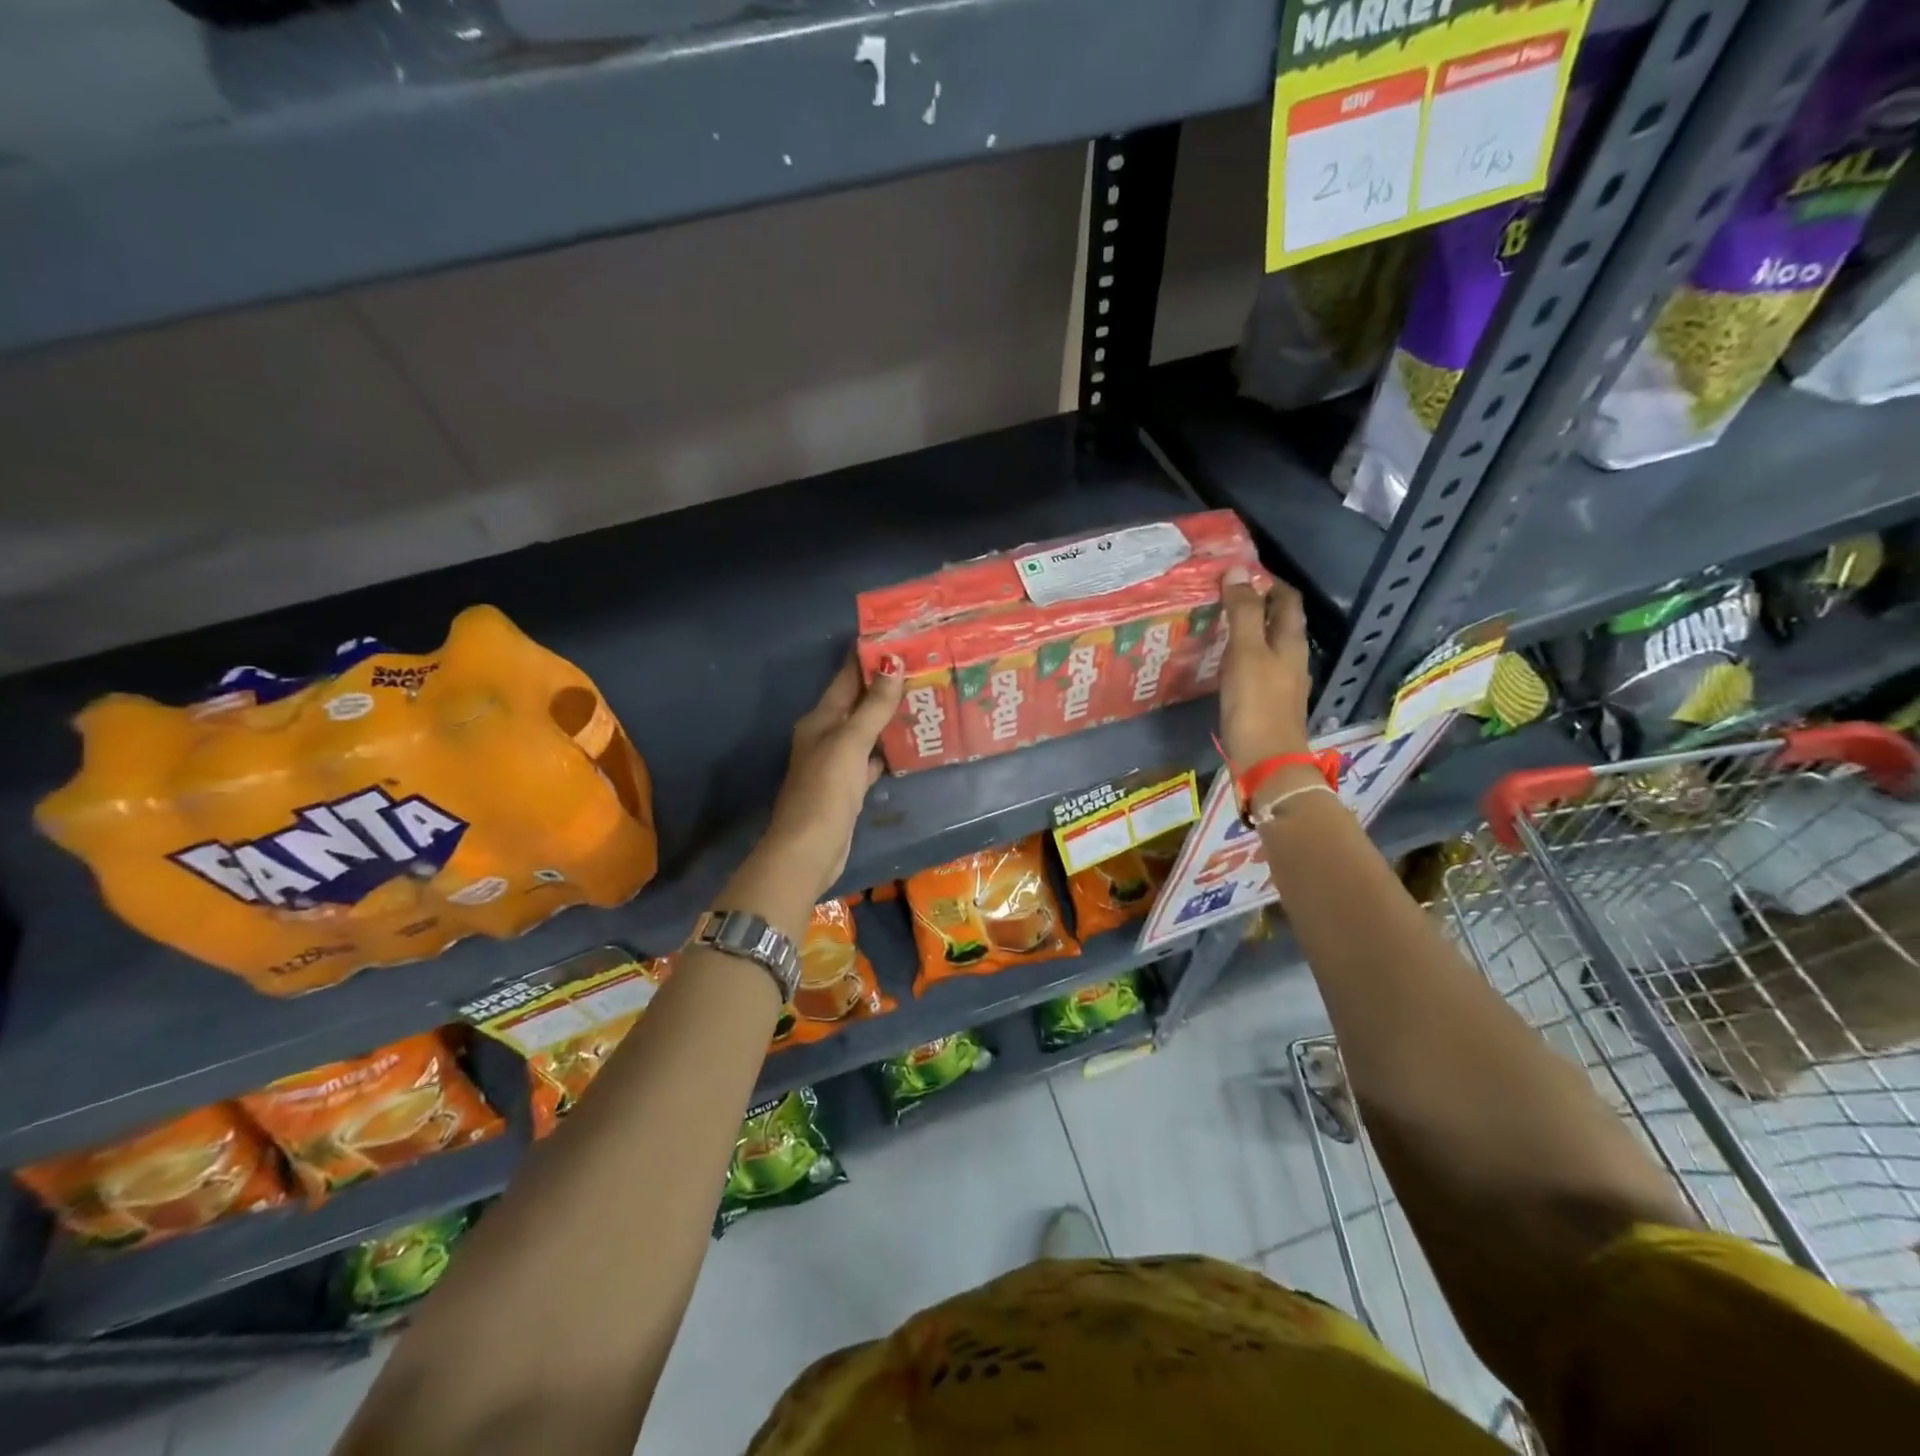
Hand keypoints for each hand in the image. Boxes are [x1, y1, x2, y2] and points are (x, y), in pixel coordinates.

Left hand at [760, 652, 904, 899]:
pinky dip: (886, 750)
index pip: (845, 679)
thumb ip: (872, 707)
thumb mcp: (850, 743)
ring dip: (888, 717)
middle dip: (884, 686)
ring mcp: (836, 763)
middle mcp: (826, 736)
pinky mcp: (848, 787)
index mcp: (820, 720)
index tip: (897, 638)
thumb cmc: (826, 790)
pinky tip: (908, 746)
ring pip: (865, 731)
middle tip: (922, 667)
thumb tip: (893, 664)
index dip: (867, 658)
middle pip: (857, 703)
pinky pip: (870, 759)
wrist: (809, 849)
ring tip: (922, 699)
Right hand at [1219, 566, 1312, 766]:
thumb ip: (1243, 613)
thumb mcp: (1246, 653)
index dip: (1268, 582)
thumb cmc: (1257, 705)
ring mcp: (1281, 683)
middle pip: (1278, 622)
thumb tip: (1237, 570)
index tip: (1239, 573)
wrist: (1266, 763)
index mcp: (1290, 642)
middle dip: (1255, 605)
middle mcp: (1291, 659)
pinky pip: (1255, 669)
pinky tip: (1219, 663)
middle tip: (1221, 596)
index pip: (1287, 600)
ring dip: (1246, 632)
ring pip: (1266, 646)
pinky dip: (1240, 657)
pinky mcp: (1267, 703)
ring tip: (1215, 625)